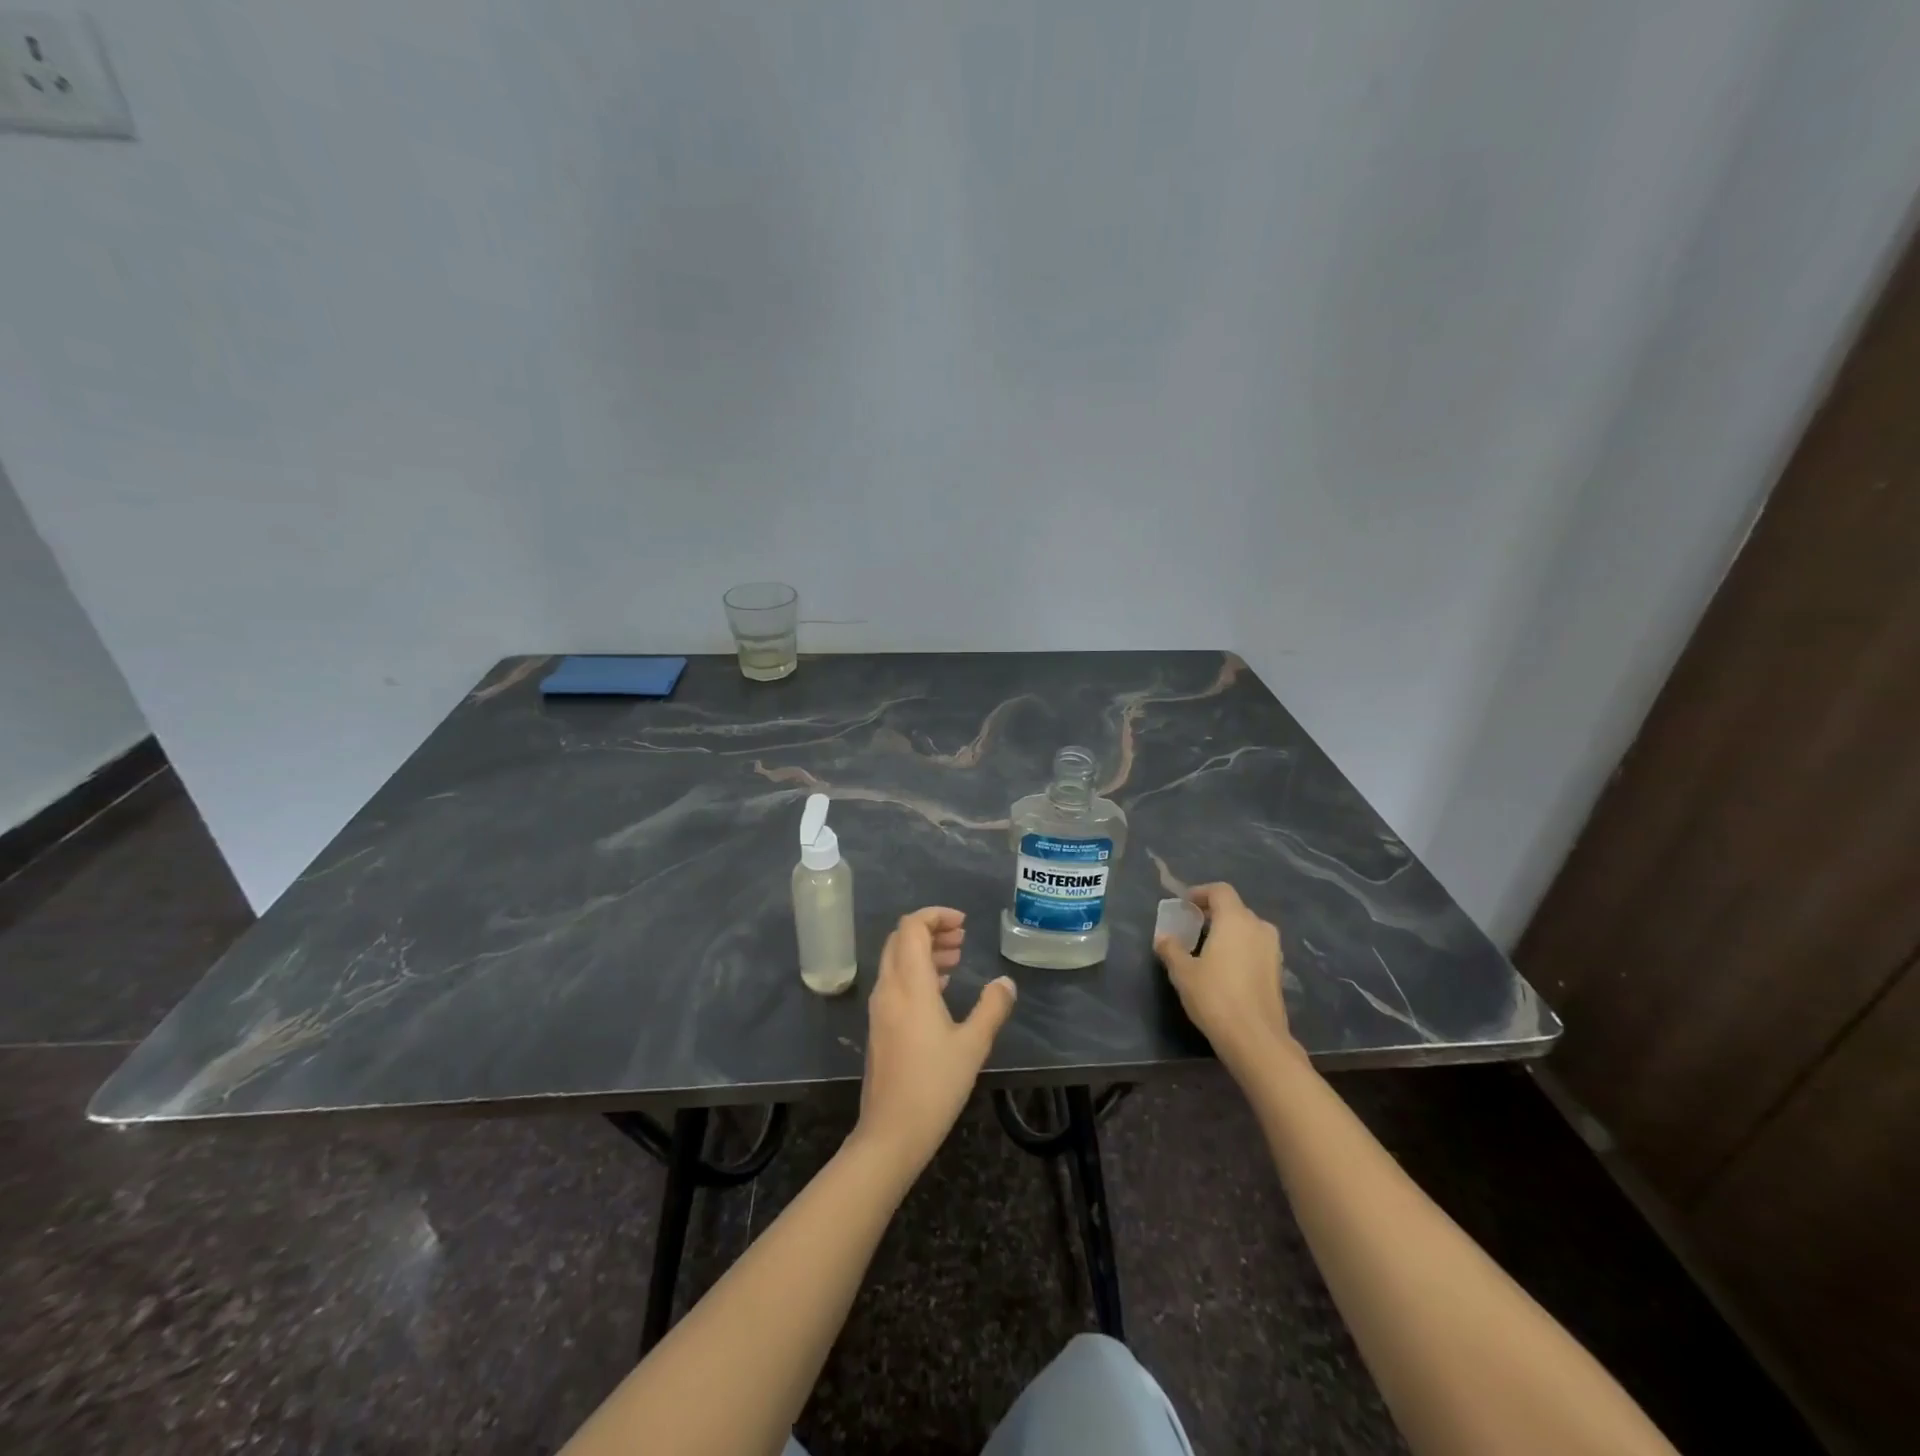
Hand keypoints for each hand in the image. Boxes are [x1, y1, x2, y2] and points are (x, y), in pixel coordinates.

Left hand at [853, 908, 1016, 1175]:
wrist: (891, 1132)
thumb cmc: (934, 1085)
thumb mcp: (973, 1045)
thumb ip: (991, 1008)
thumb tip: (1005, 983)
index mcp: (909, 984)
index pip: (911, 927)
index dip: (935, 915)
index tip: (963, 923)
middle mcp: (888, 988)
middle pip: (901, 939)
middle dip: (931, 930)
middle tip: (962, 938)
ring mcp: (880, 1008)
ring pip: (896, 960)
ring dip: (924, 951)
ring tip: (956, 958)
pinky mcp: (879, 1026)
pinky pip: (895, 981)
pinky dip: (916, 972)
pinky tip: (940, 989)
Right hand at [1155, 883, 1292, 1074]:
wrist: (1256, 1039)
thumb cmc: (1215, 997)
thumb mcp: (1183, 972)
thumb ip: (1171, 949)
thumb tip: (1163, 938)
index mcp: (1236, 919)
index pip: (1220, 891)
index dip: (1200, 893)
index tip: (1185, 905)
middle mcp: (1258, 927)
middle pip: (1235, 909)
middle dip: (1213, 913)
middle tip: (1192, 927)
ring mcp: (1273, 950)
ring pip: (1247, 929)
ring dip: (1228, 932)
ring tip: (1207, 948)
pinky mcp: (1278, 971)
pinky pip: (1256, 947)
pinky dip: (1240, 949)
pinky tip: (1225, 969)